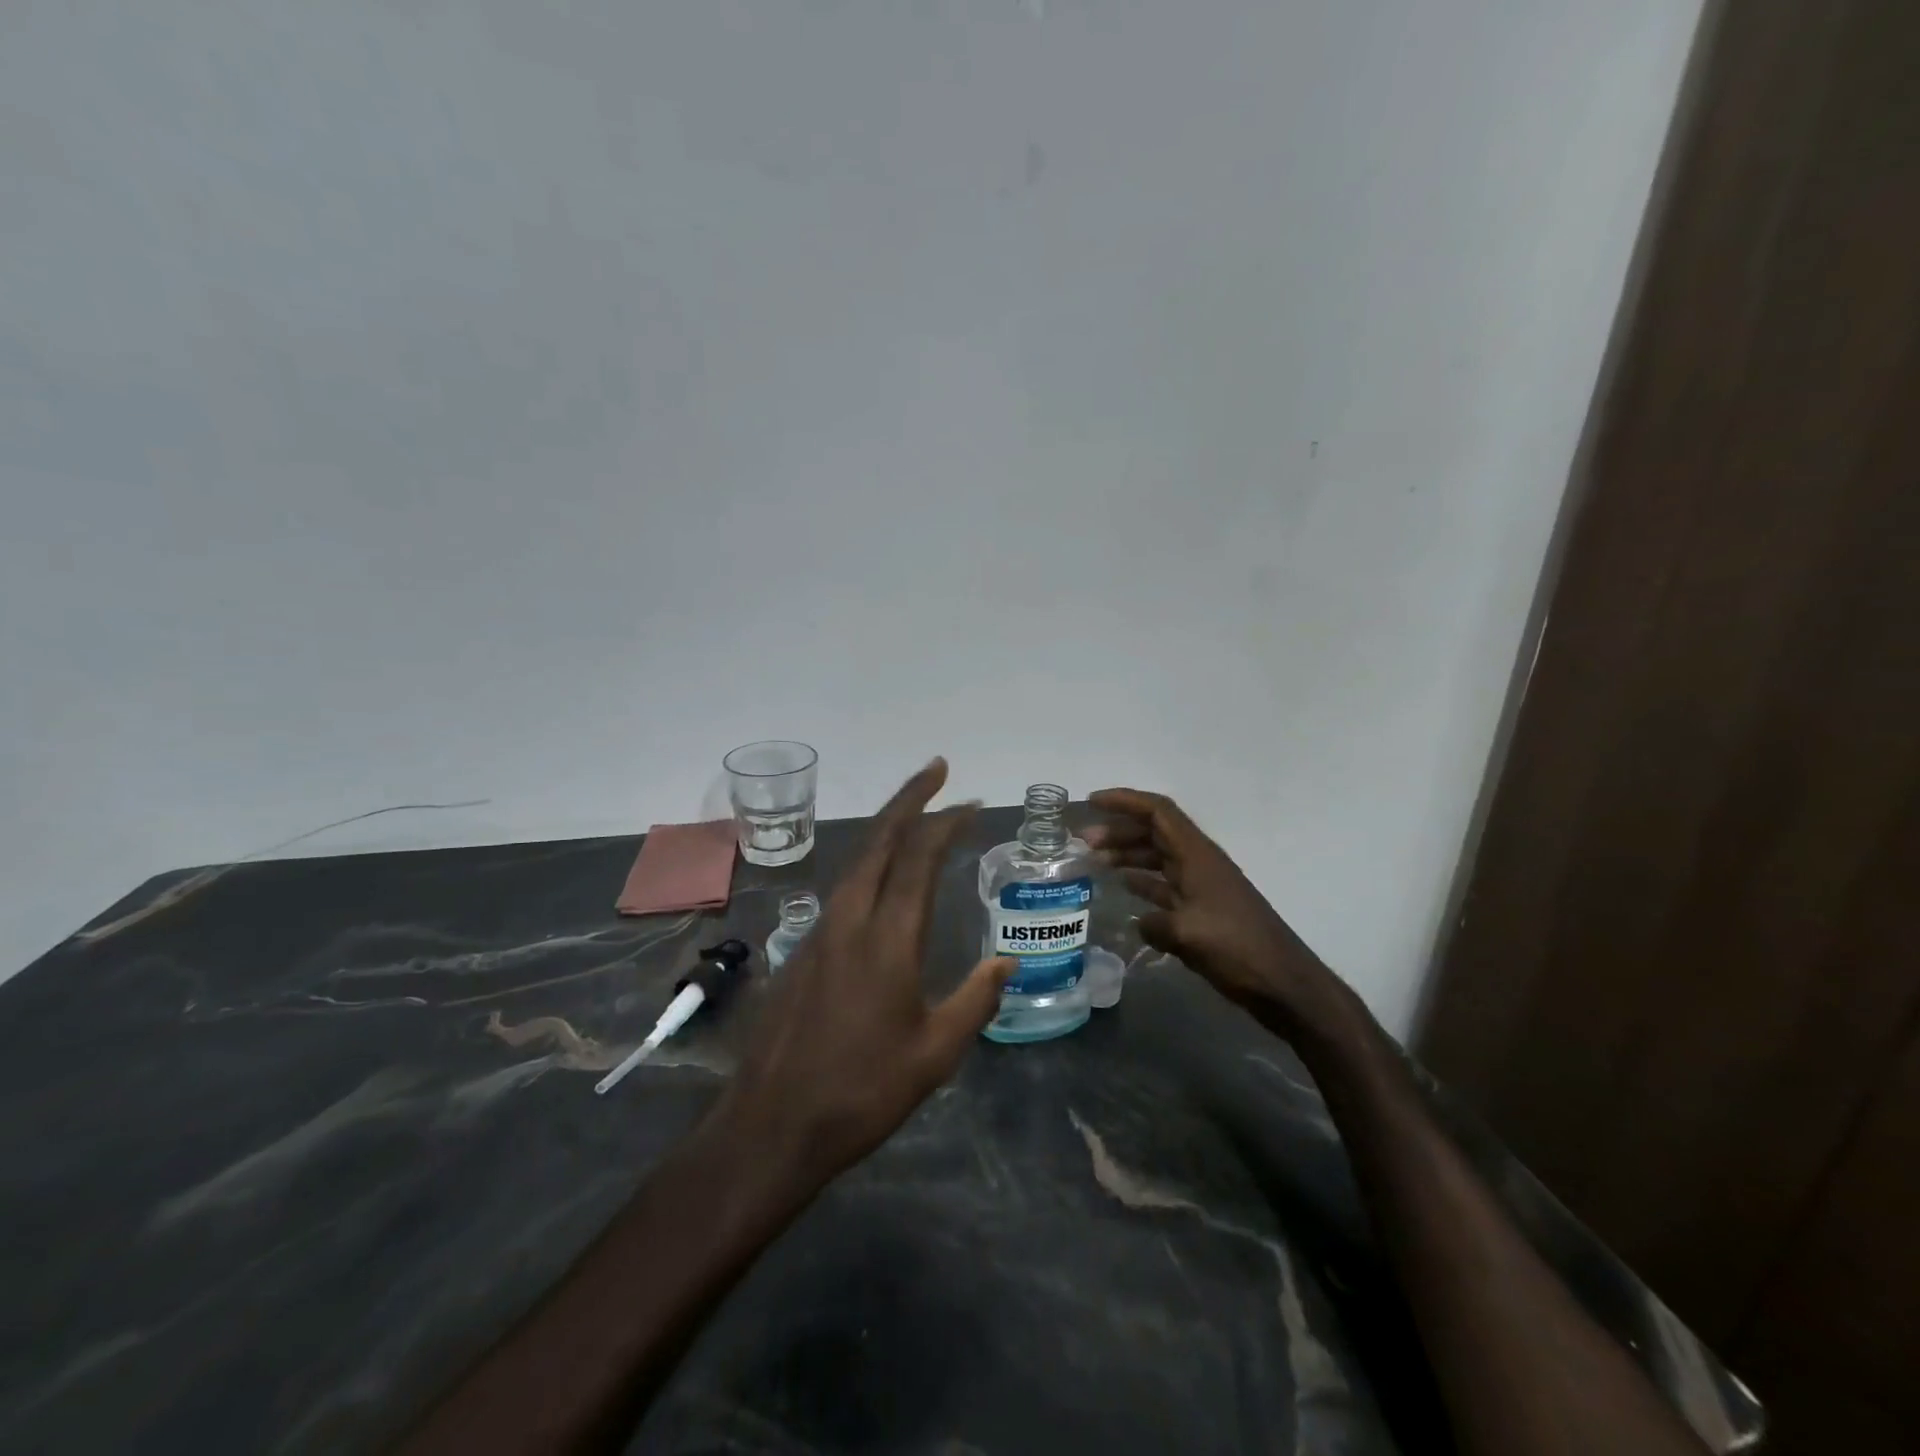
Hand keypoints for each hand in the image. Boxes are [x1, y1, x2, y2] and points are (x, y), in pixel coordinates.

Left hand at [715, 759, 1013, 1185]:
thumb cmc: (861, 1092)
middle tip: (936, 769)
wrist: (771, 1125)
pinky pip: (842, 888)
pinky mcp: (801, 951)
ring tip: (915, 814)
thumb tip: (1007, 961)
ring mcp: (819, 933)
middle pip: (879, 840)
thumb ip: (975, 1001)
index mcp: (887, 939)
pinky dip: (868, 863)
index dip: (945, 822)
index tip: (970, 802)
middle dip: (909, 798)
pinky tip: (880, 878)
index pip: (918, 859)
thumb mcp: (934, 1056)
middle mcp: (849, 920)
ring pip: (856, 860)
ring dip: (887, 828)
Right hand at [1086, 788, 1351, 1038]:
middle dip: (1119, 830)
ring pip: (1158, 858)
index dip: (1125, 801)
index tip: (1092, 802)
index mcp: (1198, 856)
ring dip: (1128, 855)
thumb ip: (1155, 922)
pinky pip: (1165, 885)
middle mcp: (1199, 863)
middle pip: (1155, 832)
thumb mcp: (1188, 934)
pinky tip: (1123, 890)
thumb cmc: (1238, 949)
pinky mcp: (1203, 911)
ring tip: (1095, 862)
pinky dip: (1142, 882)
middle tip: (1084, 842)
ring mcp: (1202, 887)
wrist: (1284, 984)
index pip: (1158, 812)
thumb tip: (1140, 921)